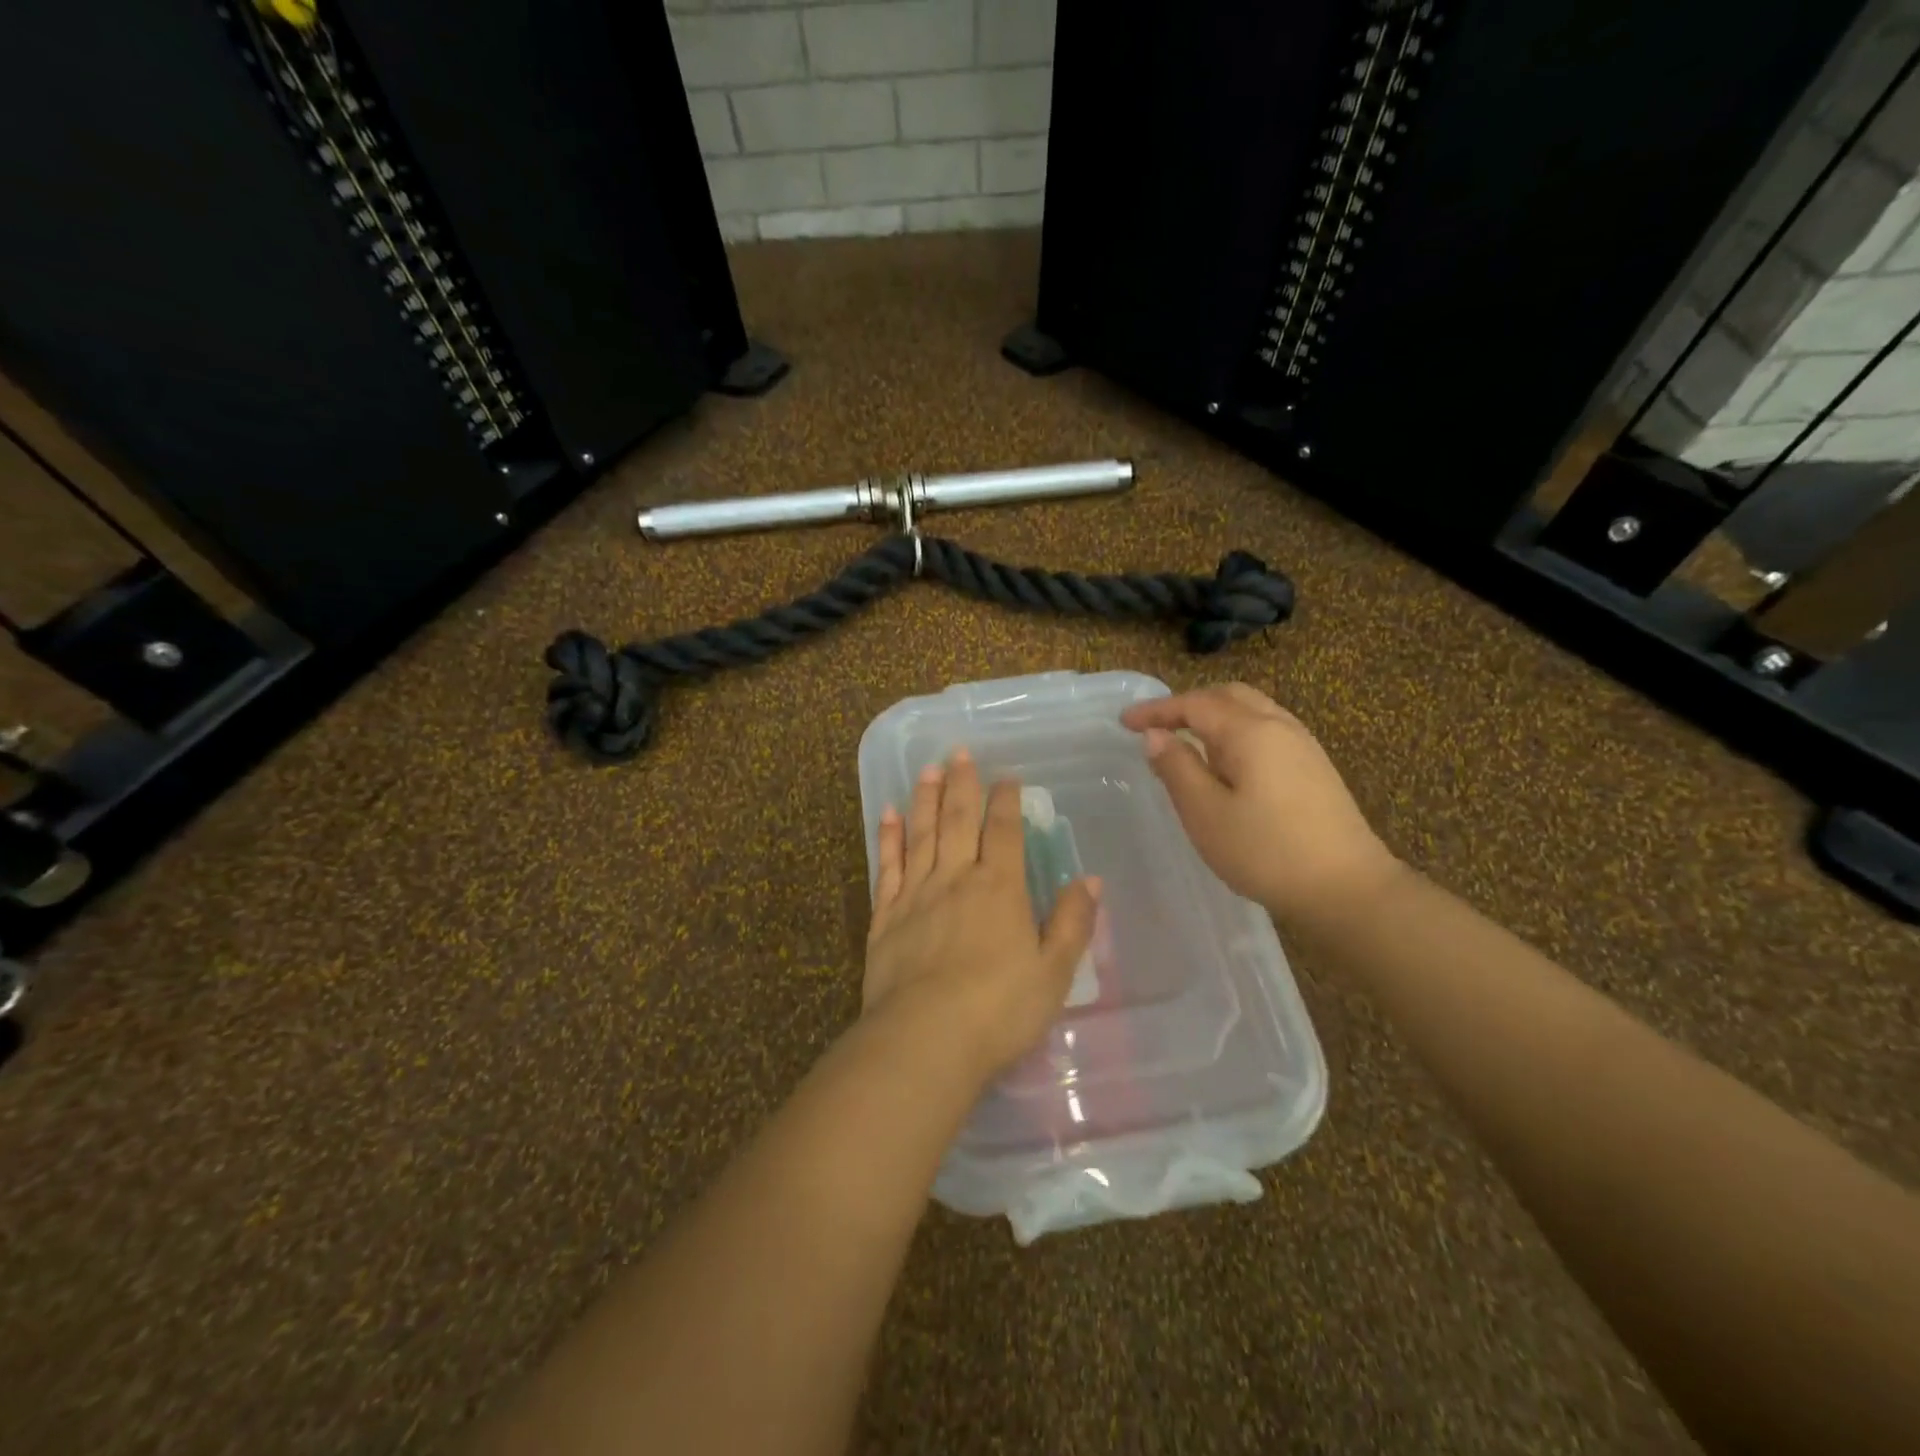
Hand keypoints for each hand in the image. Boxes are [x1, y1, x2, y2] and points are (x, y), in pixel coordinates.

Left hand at [865, 751, 1100, 1078]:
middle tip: (959, 752)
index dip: (1006, 800)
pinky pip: (887, 866)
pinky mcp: (885, 916)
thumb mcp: (1054, 972)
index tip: (1007, 777)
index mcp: (999, 888)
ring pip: (921, 834)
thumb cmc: (999, 1009)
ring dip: (925, 798)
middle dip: (961, 784)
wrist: (925, 1039)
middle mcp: (955, 878)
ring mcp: (916, 894)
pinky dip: (888, 838)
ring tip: (927, 769)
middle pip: (958, 820)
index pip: (1003, 830)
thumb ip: (1072, 923)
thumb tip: (1090, 880)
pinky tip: (887, 815)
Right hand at [1120, 684, 1397, 922]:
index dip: (1157, 710)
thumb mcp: (1206, 813)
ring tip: (1187, 740)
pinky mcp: (1314, 767)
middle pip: (1228, 696)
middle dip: (1188, 704)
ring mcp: (1303, 745)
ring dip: (1214, 715)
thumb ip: (1177, 768)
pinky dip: (1236, 731)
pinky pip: (1267, 729)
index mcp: (1250, 732)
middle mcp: (1279, 726)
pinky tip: (1226, 762)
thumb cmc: (1266, 852)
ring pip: (1251, 710)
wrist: (1348, 889)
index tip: (1124, 721)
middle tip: (1156, 725)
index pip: (1195, 704)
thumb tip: (1156, 735)